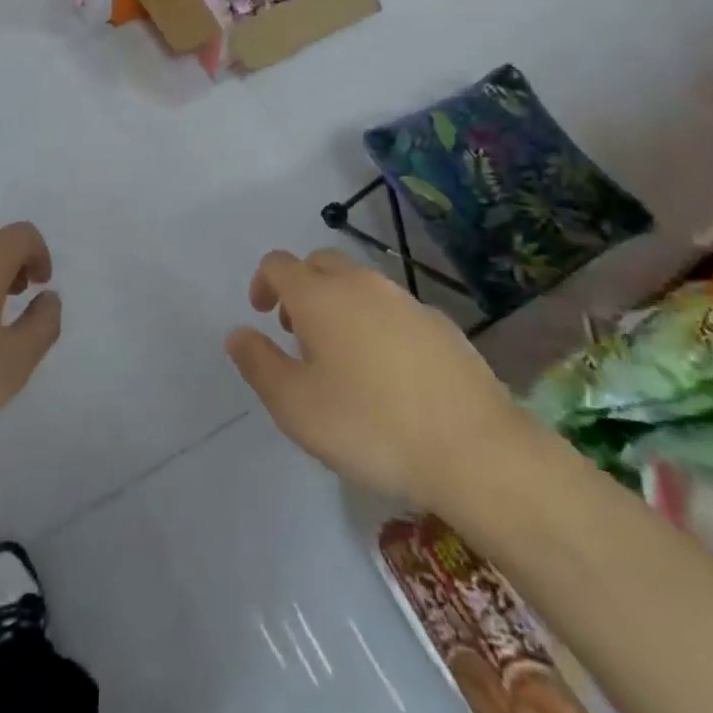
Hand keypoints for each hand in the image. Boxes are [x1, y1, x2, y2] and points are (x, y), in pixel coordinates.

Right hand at [225, 249, 518, 504]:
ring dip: (338, 303)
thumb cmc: (370, 426)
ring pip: (359, 283)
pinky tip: (388, 372)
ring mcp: (405, 300)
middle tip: (297, 333)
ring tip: (341, 356)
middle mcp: (361, 284)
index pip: (279, 264)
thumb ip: (259, 364)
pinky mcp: (439, 323)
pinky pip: (393, 308)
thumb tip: (238, 333)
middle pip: (320, 263)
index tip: (262, 315)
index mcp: (320, 297)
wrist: (474, 449)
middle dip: (301, 287)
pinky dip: (376, 322)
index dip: (263, 282)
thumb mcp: (295, 407)